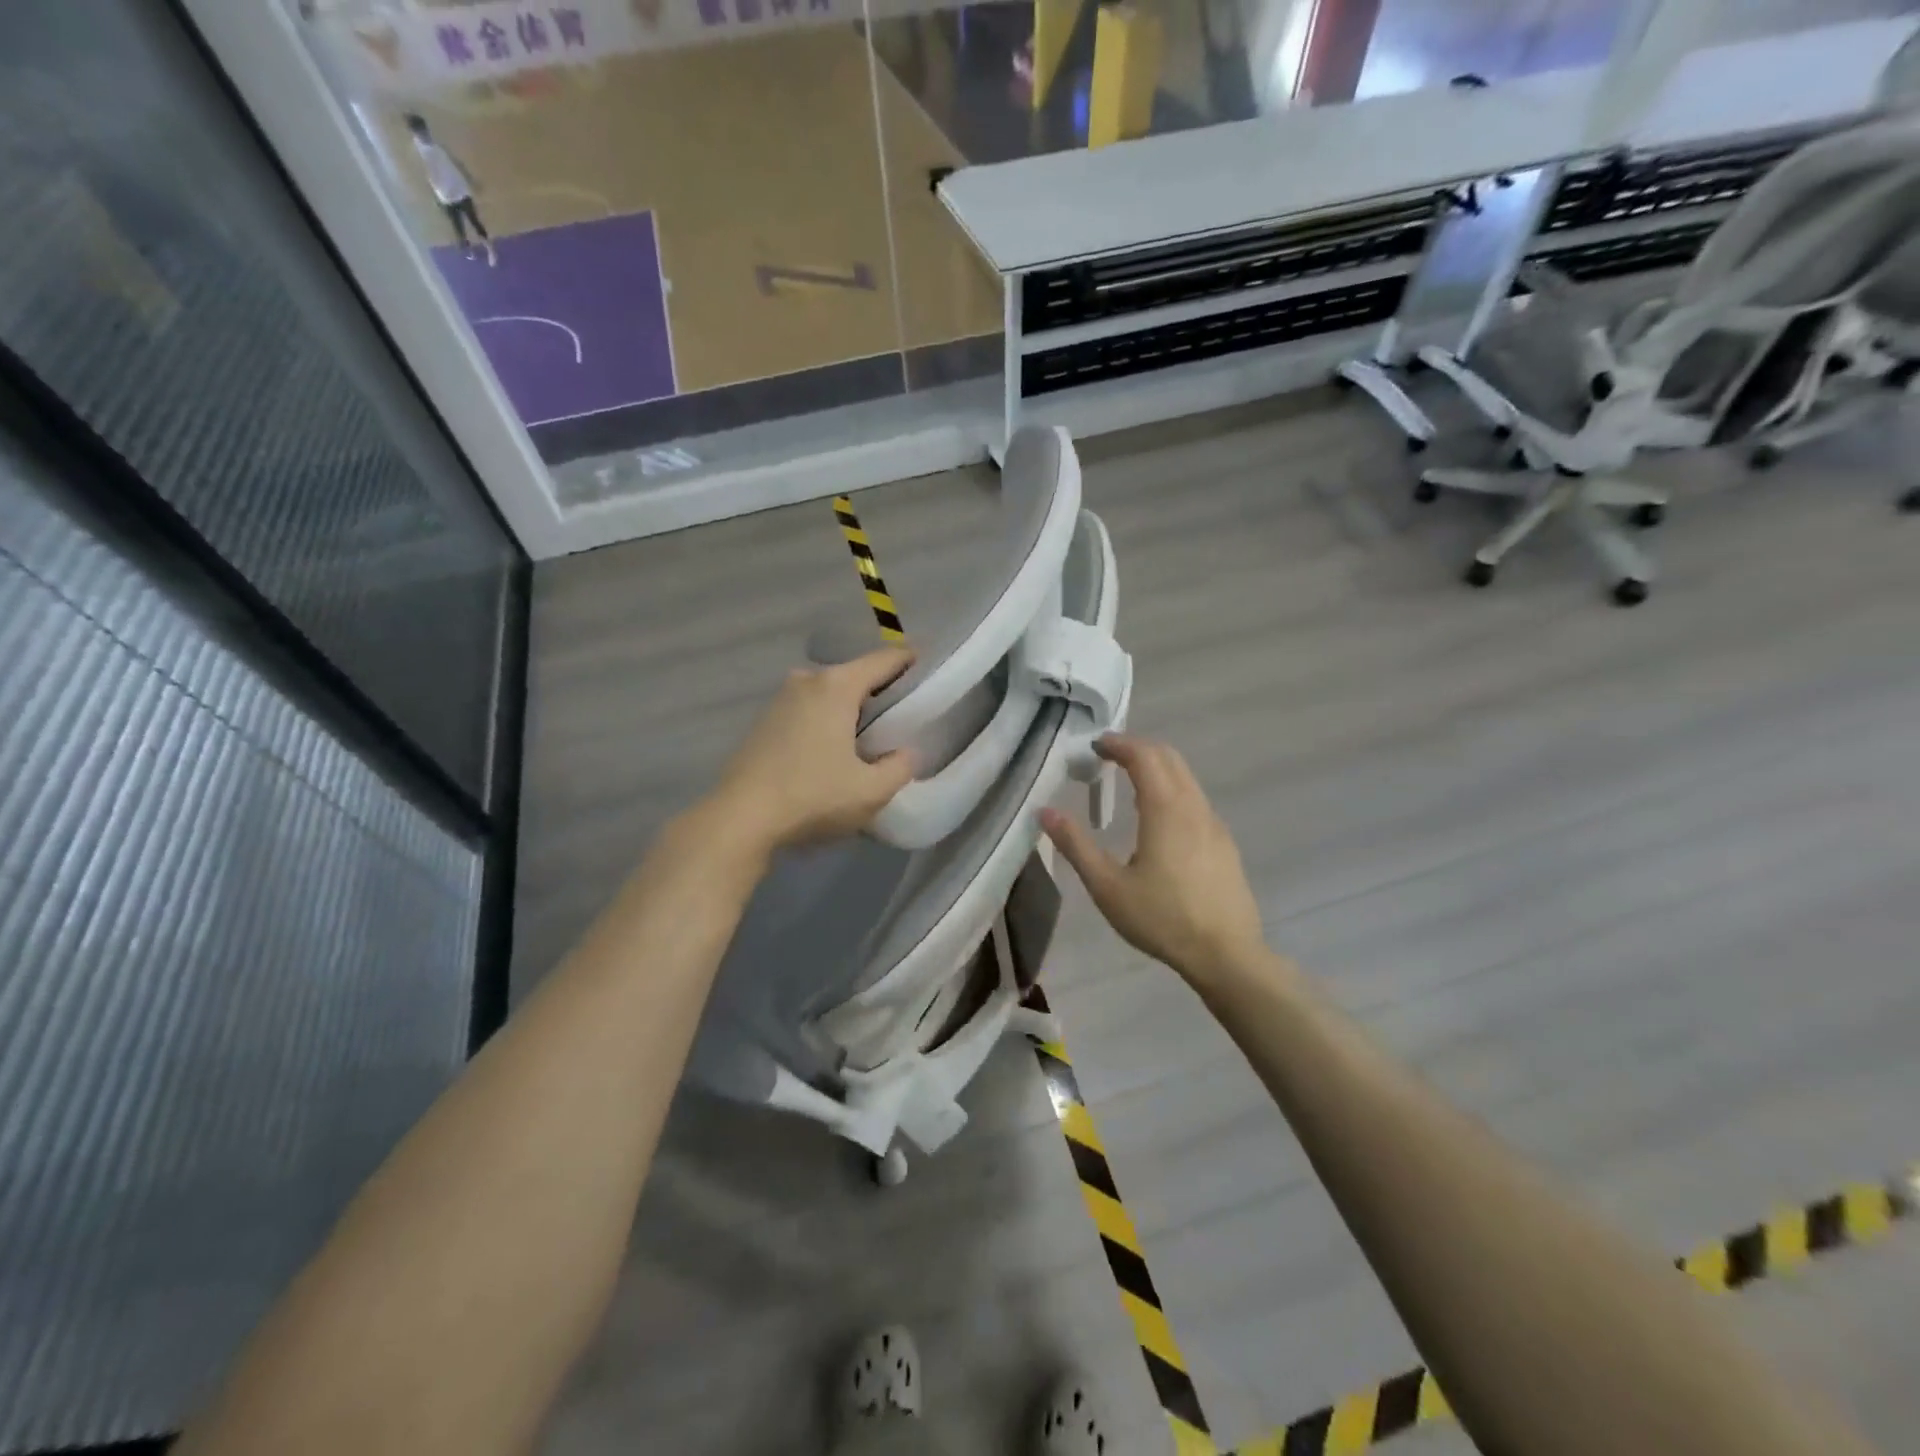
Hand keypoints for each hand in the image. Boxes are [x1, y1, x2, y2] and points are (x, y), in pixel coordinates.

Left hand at [709, 646, 916, 852]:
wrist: (741, 819)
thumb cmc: (813, 797)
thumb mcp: (872, 791)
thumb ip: (900, 767)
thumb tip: (906, 753)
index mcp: (837, 686)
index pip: (885, 659)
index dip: (912, 662)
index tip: (931, 672)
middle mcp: (807, 680)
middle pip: (856, 674)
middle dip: (882, 689)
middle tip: (905, 714)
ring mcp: (780, 699)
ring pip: (829, 693)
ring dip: (851, 707)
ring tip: (872, 735)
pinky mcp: (764, 721)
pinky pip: (808, 710)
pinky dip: (827, 720)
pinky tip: (834, 749)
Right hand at [1042, 735, 1266, 984]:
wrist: (1226, 955)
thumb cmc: (1162, 918)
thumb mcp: (1107, 886)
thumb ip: (1076, 845)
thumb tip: (1045, 811)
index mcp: (1166, 810)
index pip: (1144, 756)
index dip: (1118, 744)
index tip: (1094, 745)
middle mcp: (1194, 807)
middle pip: (1169, 758)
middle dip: (1138, 748)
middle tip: (1108, 756)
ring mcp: (1214, 824)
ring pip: (1186, 778)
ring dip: (1157, 768)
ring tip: (1128, 783)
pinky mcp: (1224, 843)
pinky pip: (1196, 800)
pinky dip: (1172, 790)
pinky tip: (1157, 820)